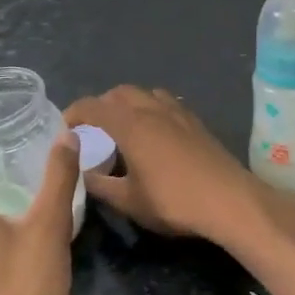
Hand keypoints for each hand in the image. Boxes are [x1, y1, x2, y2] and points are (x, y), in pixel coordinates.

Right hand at [65, 86, 294, 248]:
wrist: (229, 201)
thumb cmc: (173, 201)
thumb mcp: (129, 201)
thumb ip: (101, 186)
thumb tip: (84, 174)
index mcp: (130, 124)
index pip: (93, 106)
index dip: (74, 113)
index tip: (65, 126)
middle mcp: (152, 109)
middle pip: (119, 93)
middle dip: (101, 105)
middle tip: (93, 127)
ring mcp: (177, 113)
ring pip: (145, 94)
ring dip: (128, 104)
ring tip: (123, 127)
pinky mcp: (196, 122)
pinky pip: (165, 104)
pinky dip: (150, 109)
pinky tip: (155, 133)